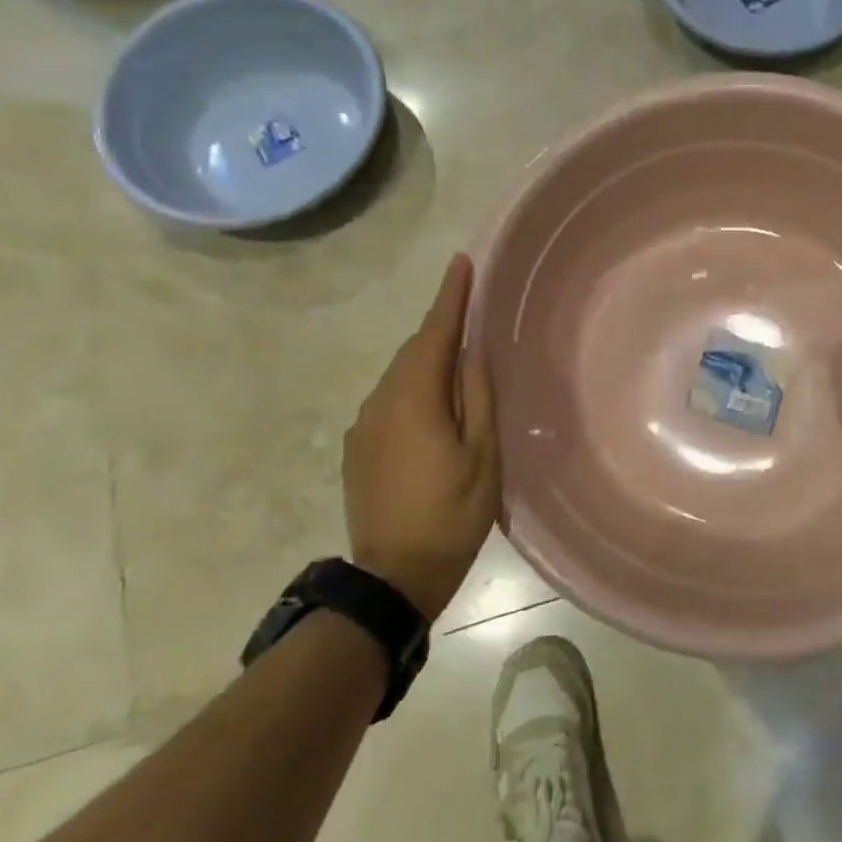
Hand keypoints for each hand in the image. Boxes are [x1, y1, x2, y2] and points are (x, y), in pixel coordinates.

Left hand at [343, 254, 501, 619]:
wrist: (392, 578)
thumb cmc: (452, 514)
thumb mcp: (483, 456)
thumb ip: (477, 397)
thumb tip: (471, 351)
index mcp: (414, 399)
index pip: (435, 334)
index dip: (450, 297)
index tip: (460, 263)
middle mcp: (380, 402)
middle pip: (415, 351)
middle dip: (440, 326)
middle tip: (469, 307)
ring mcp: (363, 427)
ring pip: (400, 376)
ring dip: (428, 360)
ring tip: (459, 358)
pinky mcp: (357, 449)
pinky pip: (389, 401)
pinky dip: (414, 389)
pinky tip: (433, 405)